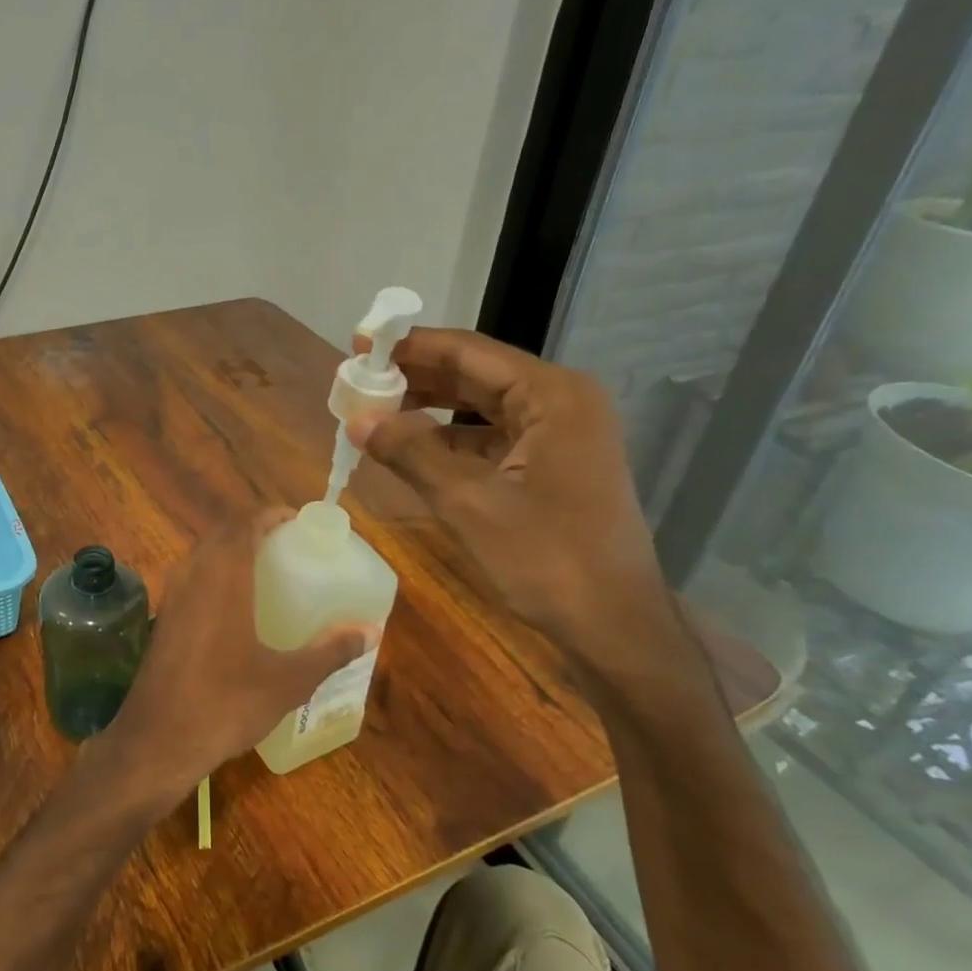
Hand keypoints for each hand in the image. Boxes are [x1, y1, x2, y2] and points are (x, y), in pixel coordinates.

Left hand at [100, 510, 378, 798]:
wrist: (156, 739)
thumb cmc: (226, 702)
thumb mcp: (288, 680)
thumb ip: (330, 651)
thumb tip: (370, 632)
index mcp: (224, 573)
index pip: (246, 521)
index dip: (273, 514)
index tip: (299, 522)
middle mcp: (193, 572)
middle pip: (225, 533)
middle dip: (256, 531)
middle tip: (291, 547)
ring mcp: (172, 593)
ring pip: (205, 554)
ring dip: (233, 552)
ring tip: (268, 573)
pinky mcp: (163, 617)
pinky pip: (193, 578)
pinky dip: (216, 575)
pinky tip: (236, 608)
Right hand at [349, 329, 681, 674]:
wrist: (614, 625)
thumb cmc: (546, 558)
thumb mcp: (467, 502)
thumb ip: (410, 452)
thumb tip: (357, 419)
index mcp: (551, 396)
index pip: (468, 352)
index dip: (410, 346)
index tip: (361, 345)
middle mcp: (560, 402)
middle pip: (475, 374)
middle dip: (416, 376)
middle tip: (360, 380)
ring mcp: (560, 433)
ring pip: (481, 405)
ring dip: (430, 408)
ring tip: (376, 411)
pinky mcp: (553, 463)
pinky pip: (491, 436)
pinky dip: (450, 438)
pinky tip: (411, 447)